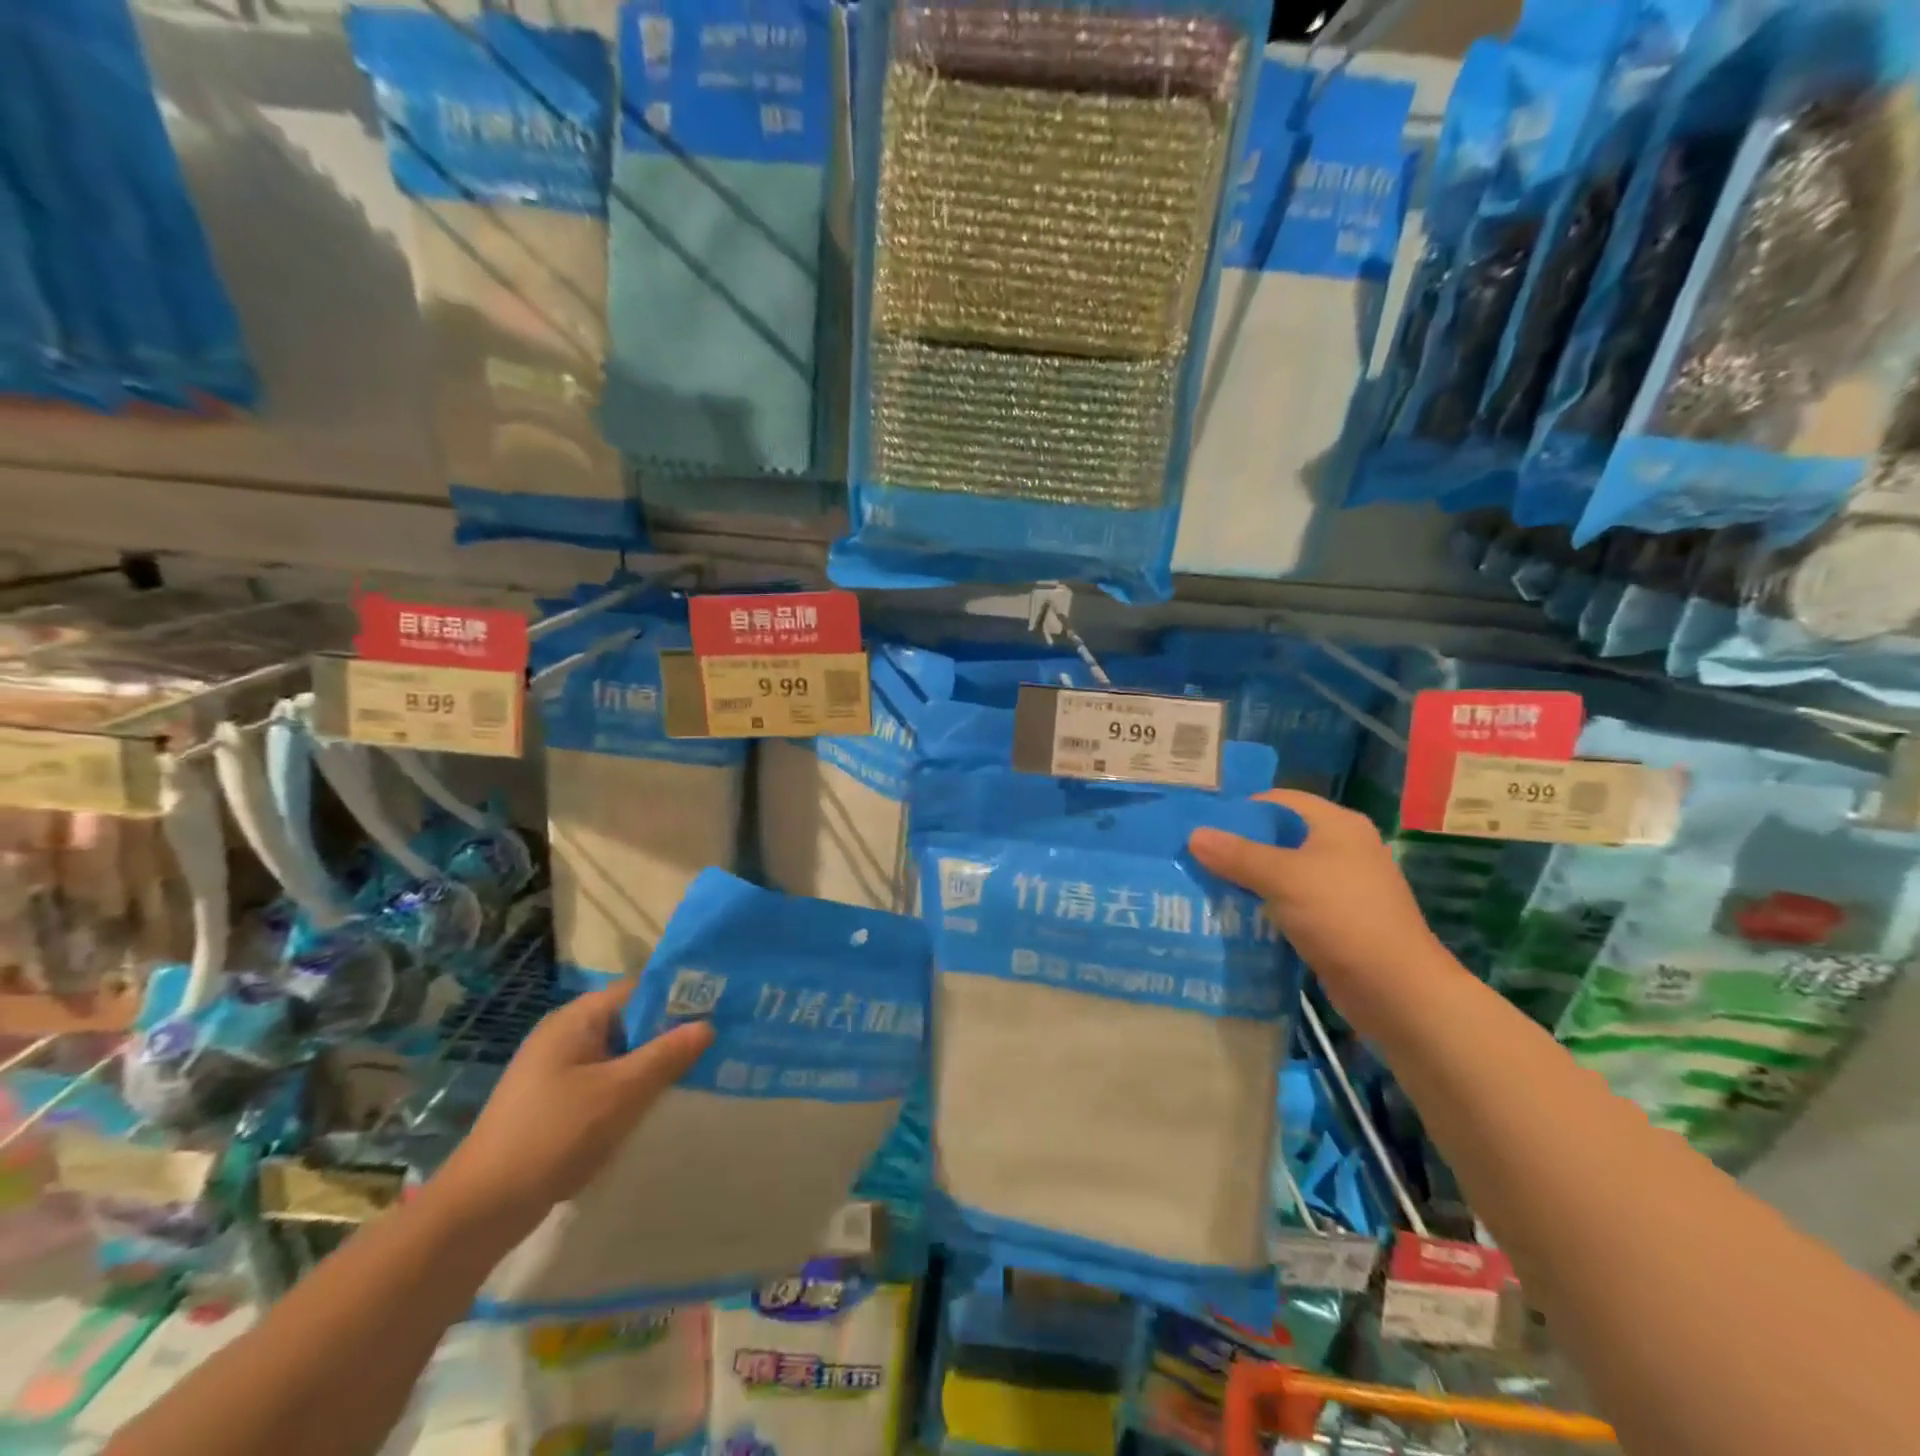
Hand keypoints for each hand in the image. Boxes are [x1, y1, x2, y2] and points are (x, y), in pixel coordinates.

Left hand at [436, 986, 713, 1233]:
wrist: (480, 1210)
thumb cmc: (554, 1135)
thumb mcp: (621, 1092)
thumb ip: (666, 1055)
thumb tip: (707, 1025)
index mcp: (576, 1019)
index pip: (638, 989)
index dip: (677, 996)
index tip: (716, 1010)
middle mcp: (565, 1035)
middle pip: (630, 1021)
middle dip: (668, 1034)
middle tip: (714, 1046)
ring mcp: (557, 1070)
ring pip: (619, 1054)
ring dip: (651, 1065)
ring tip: (694, 1075)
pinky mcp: (554, 1102)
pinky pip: (604, 1081)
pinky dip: (629, 1088)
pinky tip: (653, 1107)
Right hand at [1189, 790, 1459, 1026]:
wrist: (1397, 990)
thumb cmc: (1342, 917)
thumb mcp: (1283, 878)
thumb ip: (1237, 855)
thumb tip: (1194, 834)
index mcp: (1337, 825)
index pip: (1278, 801)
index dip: (1240, 810)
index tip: (1202, 826)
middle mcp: (1342, 848)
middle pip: (1279, 837)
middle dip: (1238, 848)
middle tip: (1195, 859)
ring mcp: (1341, 886)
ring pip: (1282, 873)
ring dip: (1248, 881)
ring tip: (1206, 887)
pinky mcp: (1337, 920)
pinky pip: (1291, 903)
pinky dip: (1265, 907)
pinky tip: (1235, 918)